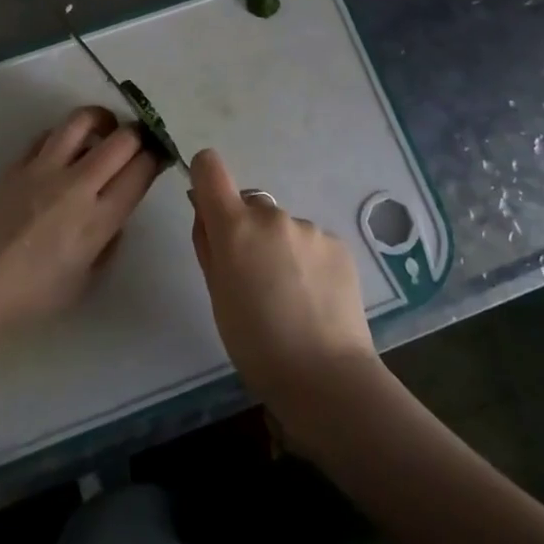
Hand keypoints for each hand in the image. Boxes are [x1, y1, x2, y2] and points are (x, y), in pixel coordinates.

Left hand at [0, 106, 162, 339]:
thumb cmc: (30, 296)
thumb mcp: (84, 282)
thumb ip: (107, 244)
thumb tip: (115, 216)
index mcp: (99, 220)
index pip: (141, 172)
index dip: (156, 158)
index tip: (158, 157)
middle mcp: (77, 186)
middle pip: (122, 139)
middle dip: (138, 135)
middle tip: (137, 142)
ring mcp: (44, 169)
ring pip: (82, 121)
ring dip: (103, 119)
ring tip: (106, 128)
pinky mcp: (18, 164)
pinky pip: (49, 134)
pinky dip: (65, 134)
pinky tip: (65, 147)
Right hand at [188, 149, 380, 415]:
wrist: (325, 376)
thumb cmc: (255, 343)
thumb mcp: (216, 294)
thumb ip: (208, 244)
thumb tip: (204, 210)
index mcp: (235, 226)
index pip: (210, 167)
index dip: (205, 179)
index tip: (208, 208)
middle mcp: (272, 215)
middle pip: (249, 204)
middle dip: (246, 229)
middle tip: (252, 277)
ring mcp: (309, 228)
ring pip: (282, 227)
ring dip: (279, 247)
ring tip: (289, 296)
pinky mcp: (338, 244)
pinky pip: (311, 242)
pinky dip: (307, 261)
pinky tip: (313, 298)